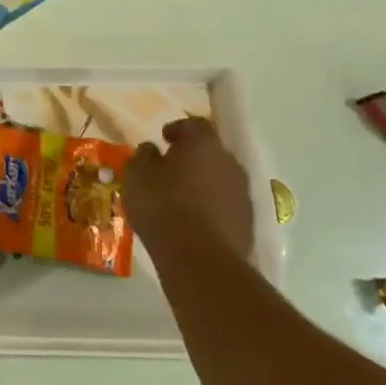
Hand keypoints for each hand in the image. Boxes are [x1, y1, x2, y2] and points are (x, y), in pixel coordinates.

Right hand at [123, 116, 254, 263]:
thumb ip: (143, 156)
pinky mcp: (248, 222)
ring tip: (180, 198)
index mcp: (203, 144)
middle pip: (210, 152)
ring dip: (203, 183)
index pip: (194, 124)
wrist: (201, 260)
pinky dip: (211, 207)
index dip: (178, 128)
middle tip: (170, 167)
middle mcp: (229, 162)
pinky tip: (193, 221)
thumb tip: (151, 149)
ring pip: (220, 179)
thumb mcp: (137, 176)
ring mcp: (243, 193)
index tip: (163, 138)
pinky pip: (226, 205)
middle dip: (192, 157)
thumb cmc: (163, 206)